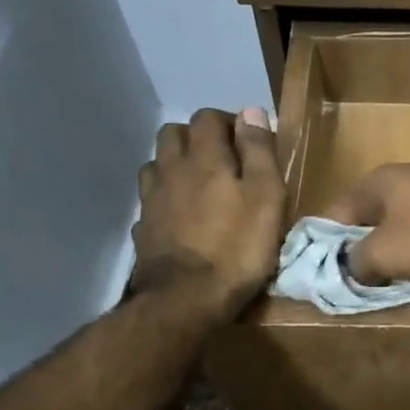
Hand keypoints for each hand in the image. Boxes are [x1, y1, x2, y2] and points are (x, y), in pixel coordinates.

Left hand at [132, 109, 285, 321]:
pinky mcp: (143, 228)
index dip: (229, 122)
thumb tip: (250, 111)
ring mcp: (151, 199)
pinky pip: (151, 199)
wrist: (186, 298)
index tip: (248, 141)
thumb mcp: (266, 197)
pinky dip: (165, 197)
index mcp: (204, 157)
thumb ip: (259, 152)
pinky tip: (179, 215)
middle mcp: (171, 169)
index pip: (208, 118)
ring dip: (176, 164)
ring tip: (199, 184)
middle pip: (173, 134)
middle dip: (196, 137)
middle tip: (222, 159)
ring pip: (157, 164)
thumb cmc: (238, 247)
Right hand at [326, 161, 409, 286]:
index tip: (327, 278)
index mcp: (377, 185)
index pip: (333, 216)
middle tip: (375, 290)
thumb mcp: (388, 253)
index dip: (324, 248)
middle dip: (374, 259)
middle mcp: (406, 179)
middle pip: (374, 226)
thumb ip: (358, 261)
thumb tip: (351, 265)